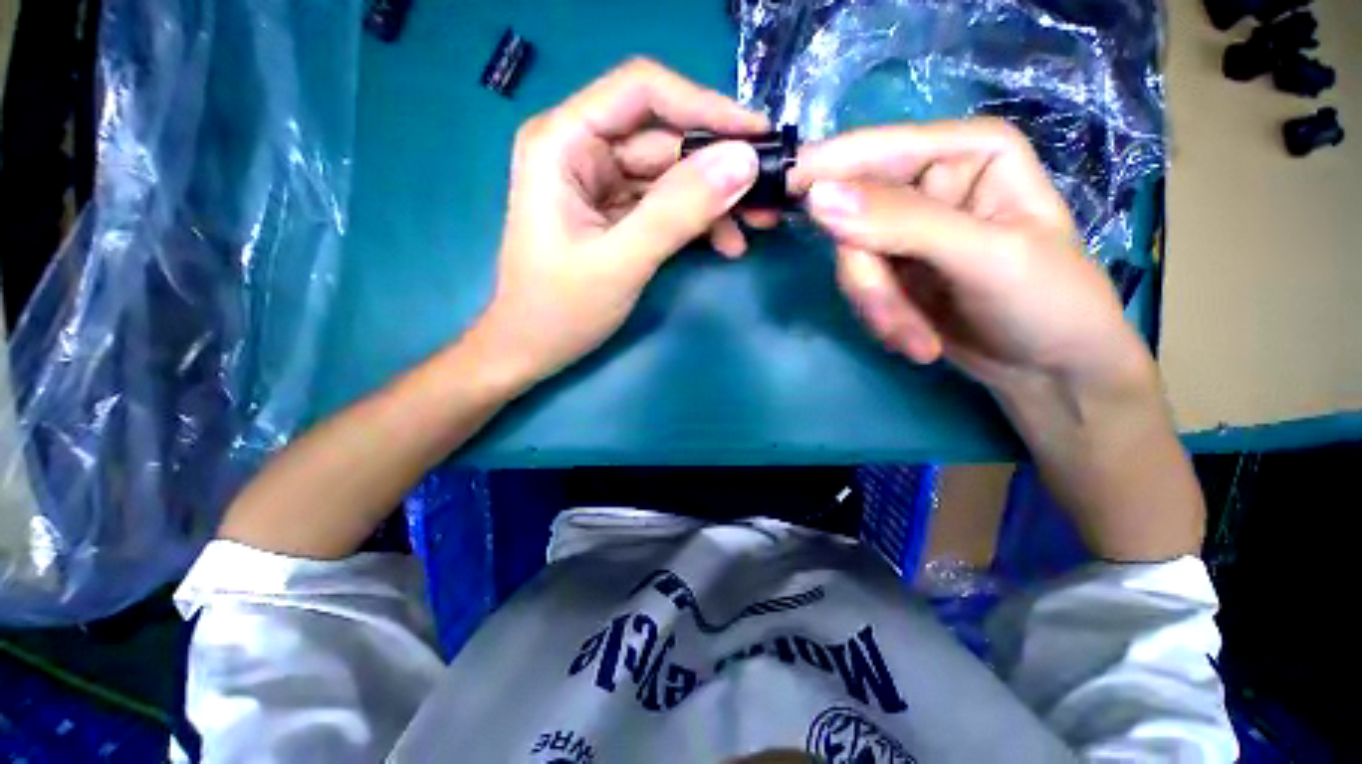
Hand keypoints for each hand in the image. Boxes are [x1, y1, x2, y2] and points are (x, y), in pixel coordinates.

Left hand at [472, 59, 770, 387]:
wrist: (531, 350)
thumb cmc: (559, 310)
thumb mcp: (621, 261)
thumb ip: (679, 211)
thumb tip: (743, 163)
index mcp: (564, 143)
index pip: (643, 93)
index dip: (705, 106)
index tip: (758, 135)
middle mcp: (582, 151)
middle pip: (664, 138)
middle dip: (719, 167)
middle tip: (771, 193)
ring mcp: (601, 184)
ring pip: (672, 175)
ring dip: (715, 200)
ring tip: (757, 226)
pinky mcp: (616, 214)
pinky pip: (666, 205)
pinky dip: (698, 222)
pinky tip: (726, 244)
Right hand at [792, 119, 1151, 399]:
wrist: (1049, 369)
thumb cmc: (1046, 301)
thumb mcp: (982, 257)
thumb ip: (901, 223)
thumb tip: (817, 197)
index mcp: (964, 152)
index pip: (874, 150)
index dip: (823, 171)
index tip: (780, 201)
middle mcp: (927, 183)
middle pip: (852, 218)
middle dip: (869, 279)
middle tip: (890, 320)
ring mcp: (904, 231)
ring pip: (852, 261)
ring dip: (877, 307)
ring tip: (914, 342)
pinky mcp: (891, 270)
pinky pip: (858, 287)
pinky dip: (879, 318)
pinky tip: (914, 339)